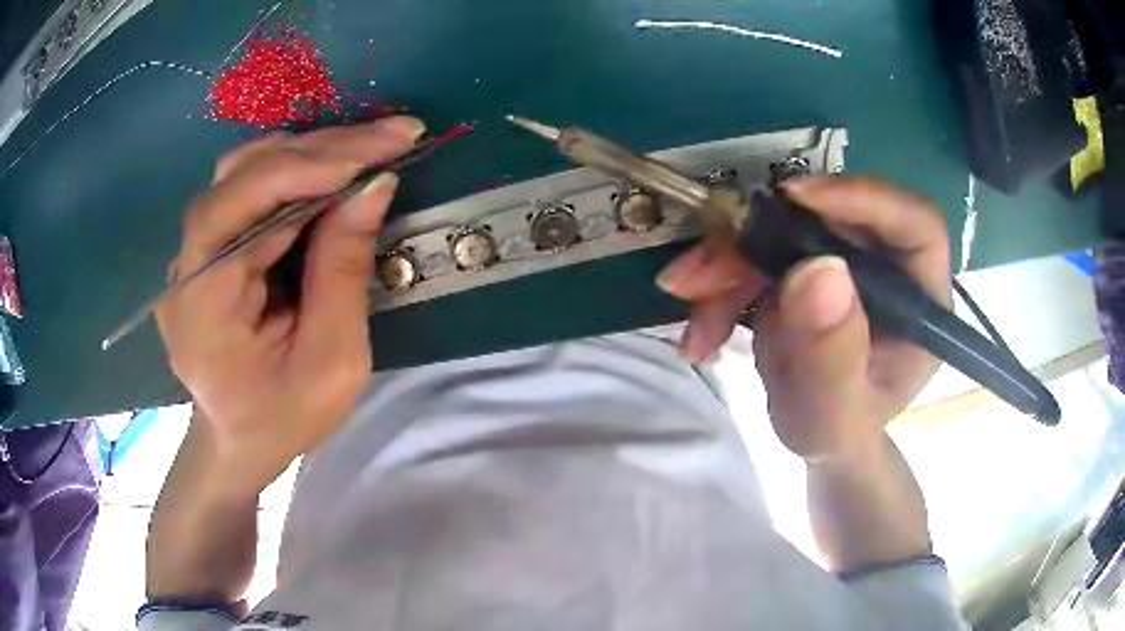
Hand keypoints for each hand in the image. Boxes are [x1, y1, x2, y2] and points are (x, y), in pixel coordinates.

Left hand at [156, 117, 423, 490]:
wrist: (239, 438)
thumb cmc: (283, 417)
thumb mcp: (331, 364)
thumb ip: (344, 272)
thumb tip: (374, 185)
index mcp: (200, 305)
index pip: (237, 207)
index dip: (300, 170)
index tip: (374, 155)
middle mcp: (186, 264)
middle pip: (244, 176)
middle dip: (321, 150)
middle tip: (393, 136)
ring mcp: (194, 250)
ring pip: (246, 171)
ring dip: (310, 153)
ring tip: (370, 150)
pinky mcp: (211, 245)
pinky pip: (251, 190)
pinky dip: (297, 172)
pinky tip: (336, 171)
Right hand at [657, 176, 950, 461]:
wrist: (813, 434)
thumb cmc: (837, 433)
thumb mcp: (832, 417)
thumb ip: (832, 360)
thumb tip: (819, 271)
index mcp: (921, 299)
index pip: (915, 223)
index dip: (864, 198)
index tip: (796, 199)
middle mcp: (886, 266)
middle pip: (830, 218)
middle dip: (758, 243)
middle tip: (701, 279)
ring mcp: (843, 261)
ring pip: (782, 232)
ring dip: (727, 270)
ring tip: (696, 329)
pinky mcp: (806, 263)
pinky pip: (757, 254)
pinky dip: (720, 287)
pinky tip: (701, 335)